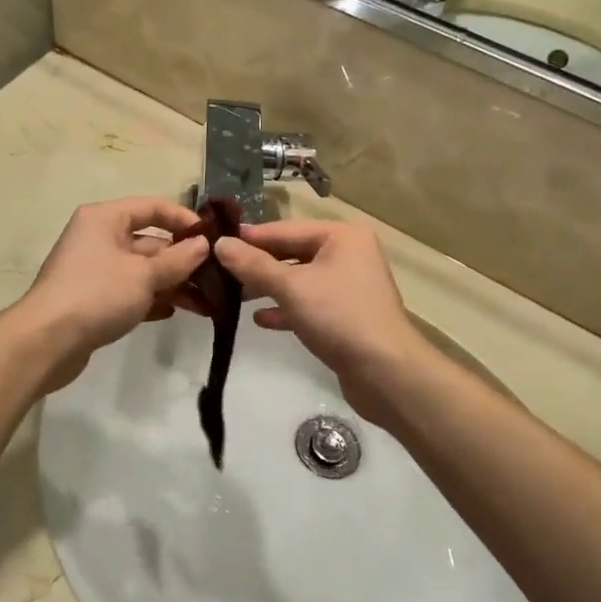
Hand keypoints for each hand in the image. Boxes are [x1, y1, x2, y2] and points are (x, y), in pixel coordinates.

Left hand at [12, 197, 208, 392]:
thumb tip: (203, 245)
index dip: (185, 220)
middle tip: (217, 279)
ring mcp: (95, 269)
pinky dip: (151, 299)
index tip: (214, 239)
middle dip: (183, 260)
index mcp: (105, 218)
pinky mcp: (93, 298)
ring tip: (205, 304)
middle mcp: (99, 237)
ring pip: (142, 270)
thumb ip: (178, 260)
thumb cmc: (97, 295)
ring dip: (173, 283)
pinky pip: (130, 291)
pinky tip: (174, 312)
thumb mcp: (144, 275)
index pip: (153, 207)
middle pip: (150, 241)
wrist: (46, 342)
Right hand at [211, 221, 431, 426]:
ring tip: (234, 297)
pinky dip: (286, 308)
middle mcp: (348, 254)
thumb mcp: (290, 287)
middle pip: (292, 252)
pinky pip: (309, 303)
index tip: (215, 243)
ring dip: (268, 287)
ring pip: (299, 279)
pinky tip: (260, 320)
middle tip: (219, 273)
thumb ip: (253, 265)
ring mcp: (348, 285)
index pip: (285, 229)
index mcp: (341, 236)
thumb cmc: (338, 316)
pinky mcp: (346, 314)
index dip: (250, 238)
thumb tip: (219, 244)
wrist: (386, 372)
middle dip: (257, 265)